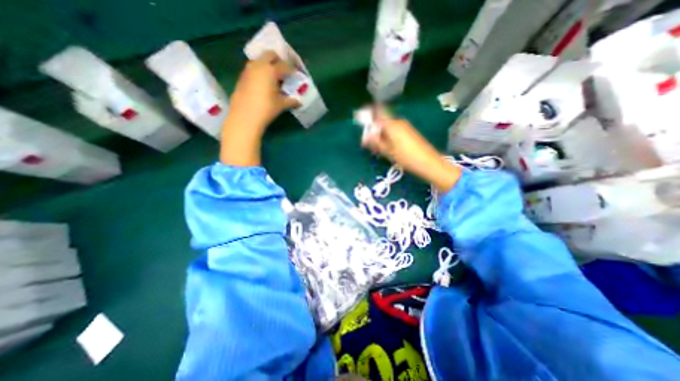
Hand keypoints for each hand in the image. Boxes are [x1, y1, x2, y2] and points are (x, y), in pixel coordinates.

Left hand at [220, 51, 298, 166]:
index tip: (296, 74)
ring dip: (267, 65)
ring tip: (274, 77)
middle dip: (278, 60)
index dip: (292, 69)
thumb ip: (291, 101)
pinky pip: (253, 69)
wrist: (244, 116)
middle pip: (270, 54)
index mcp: (270, 70)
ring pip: (259, 60)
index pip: (285, 65)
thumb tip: (299, 102)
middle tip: (284, 70)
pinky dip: (260, 72)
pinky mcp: (242, 77)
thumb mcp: (281, 105)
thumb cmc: (266, 109)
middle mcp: (259, 66)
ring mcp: (248, 70)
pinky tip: (263, 84)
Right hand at [361, 108, 461, 193]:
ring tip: (377, 148)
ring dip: (380, 134)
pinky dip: (388, 136)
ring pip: (388, 127)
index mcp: (392, 124)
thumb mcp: (388, 151)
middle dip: (374, 129)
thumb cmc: (406, 157)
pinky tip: (387, 147)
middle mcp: (398, 122)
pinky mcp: (409, 132)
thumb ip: (375, 142)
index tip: (359, 118)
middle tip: (369, 142)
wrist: (428, 163)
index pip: (378, 112)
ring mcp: (405, 127)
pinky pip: (394, 130)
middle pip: (382, 120)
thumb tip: (364, 137)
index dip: (368, 112)